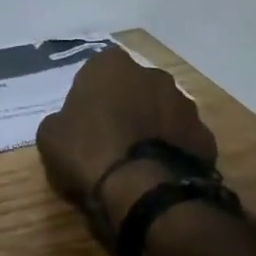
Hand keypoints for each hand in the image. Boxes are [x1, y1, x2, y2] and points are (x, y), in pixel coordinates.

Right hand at [35, 48, 217, 210]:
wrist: (144, 189)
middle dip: (126, 104)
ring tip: (136, 158)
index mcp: (111, 66)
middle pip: (135, 86)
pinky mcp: (205, 135)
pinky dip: (172, 149)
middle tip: (110, 136)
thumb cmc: (89, 152)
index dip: (90, 92)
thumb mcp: (50, 136)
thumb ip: (61, 119)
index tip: (83, 116)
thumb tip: (68, 124)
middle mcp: (152, 75)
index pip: (97, 69)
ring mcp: (185, 104)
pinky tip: (158, 172)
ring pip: (162, 110)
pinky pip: (182, 138)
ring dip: (151, 125)